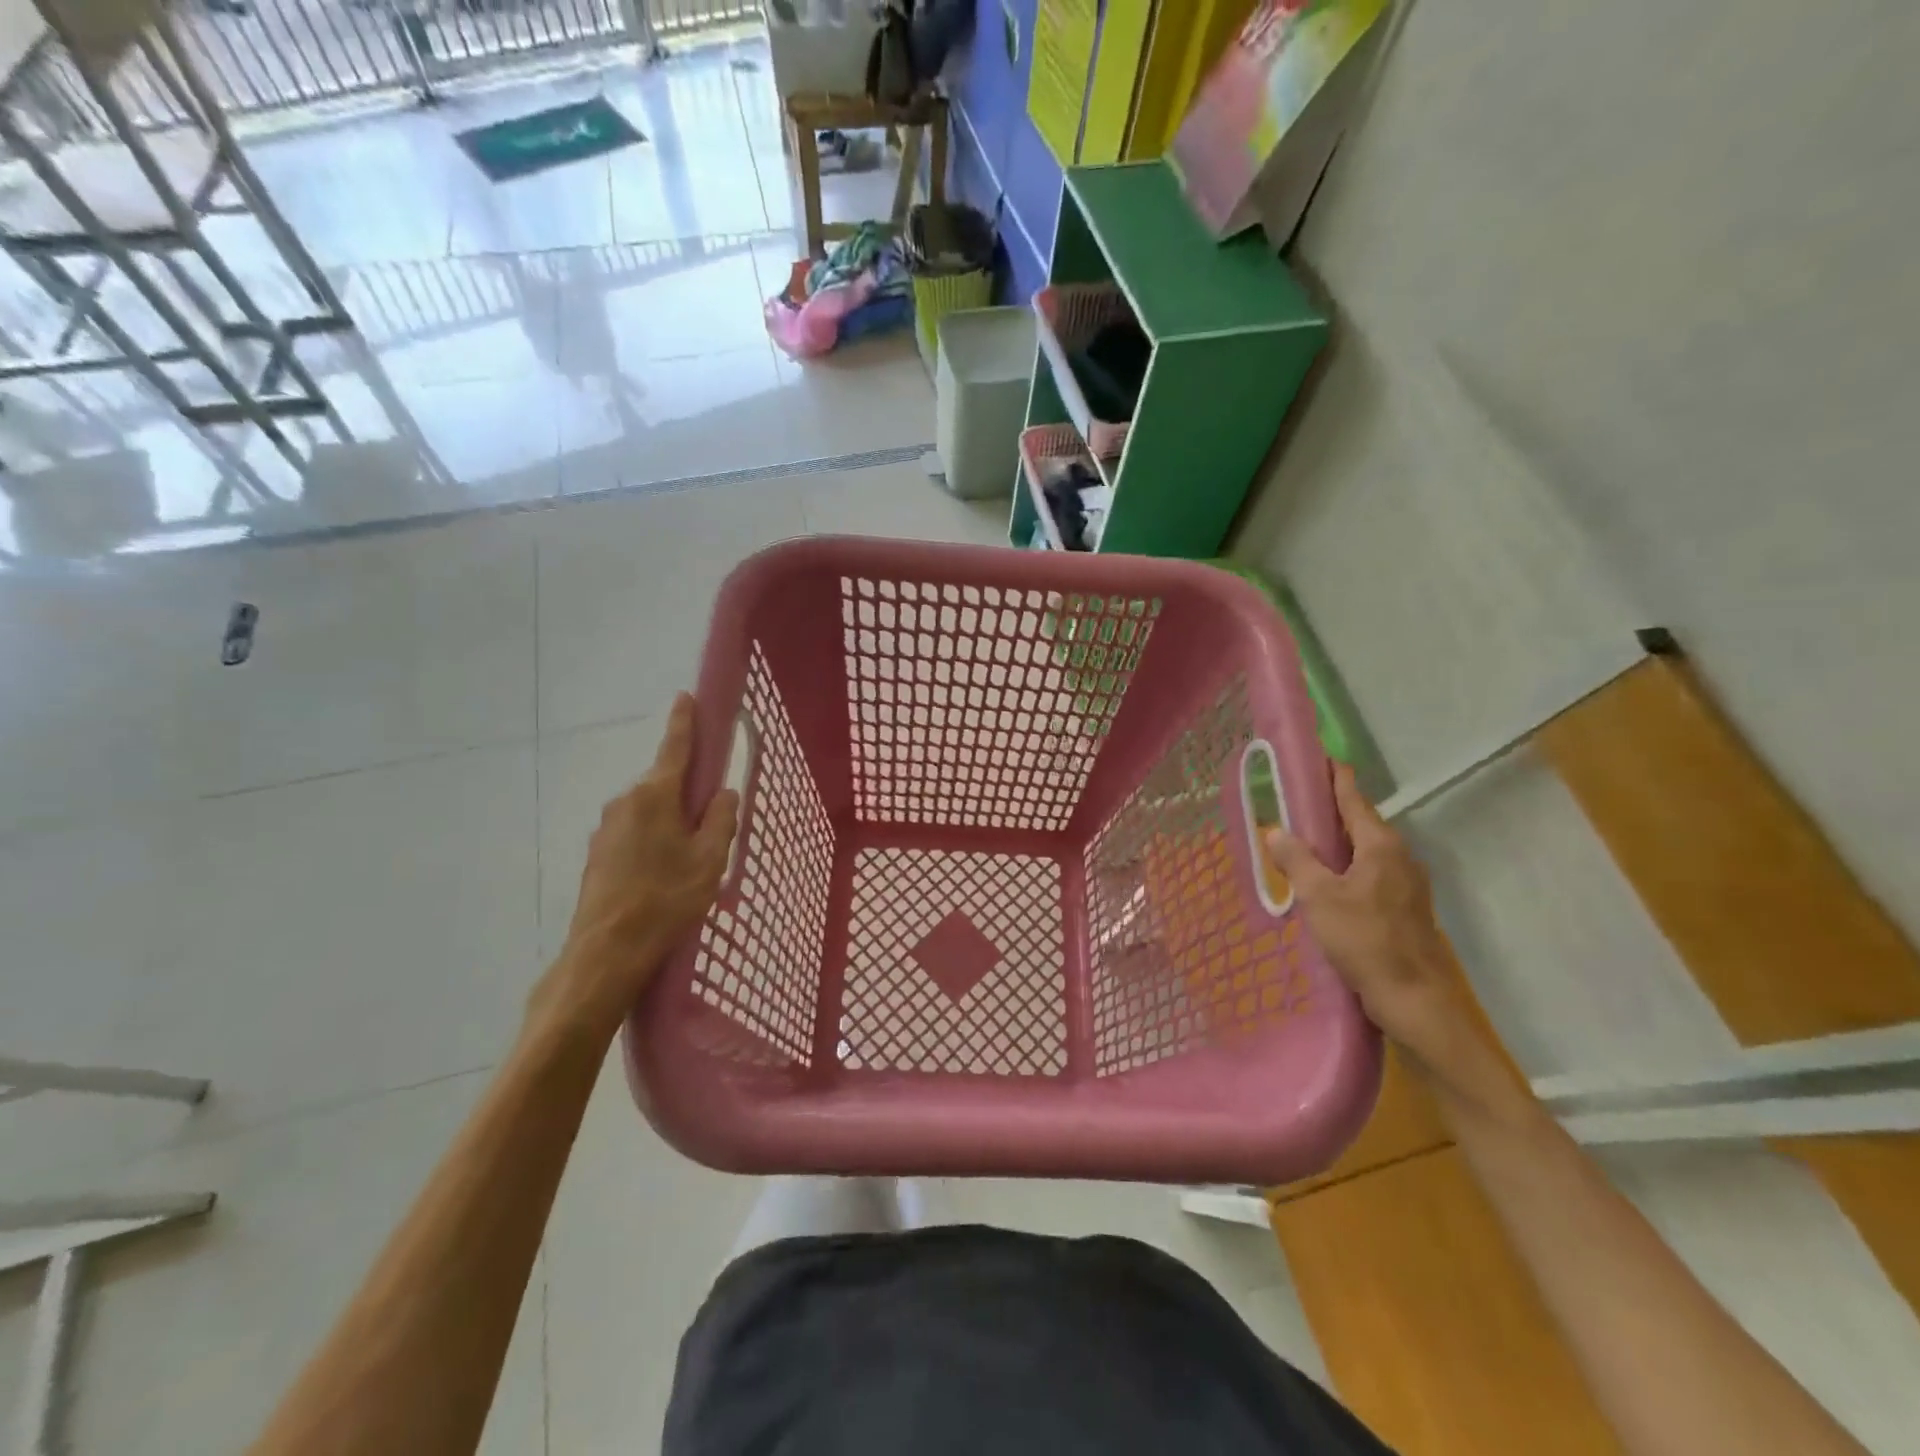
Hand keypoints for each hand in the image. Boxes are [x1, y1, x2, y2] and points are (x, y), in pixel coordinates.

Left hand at [531, 694, 738, 1042]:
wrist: (607, 952)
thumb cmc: (667, 898)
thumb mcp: (710, 858)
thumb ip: (722, 819)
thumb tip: (722, 793)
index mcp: (655, 795)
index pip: (675, 747)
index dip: (685, 722)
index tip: (686, 696)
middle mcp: (625, 802)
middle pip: (664, 784)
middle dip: (687, 792)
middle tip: (711, 823)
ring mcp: (606, 829)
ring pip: (650, 812)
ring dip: (671, 822)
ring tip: (689, 862)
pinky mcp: (598, 855)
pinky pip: (634, 834)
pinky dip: (653, 842)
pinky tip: (663, 877)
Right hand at [1264, 763, 1494, 1089]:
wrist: (1415, 999)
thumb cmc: (1366, 940)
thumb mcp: (1320, 897)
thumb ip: (1297, 860)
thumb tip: (1275, 830)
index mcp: (1380, 845)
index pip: (1353, 797)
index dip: (1333, 775)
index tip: (1318, 755)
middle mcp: (1398, 856)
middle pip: (1359, 821)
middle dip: (1328, 808)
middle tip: (1294, 798)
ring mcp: (1405, 883)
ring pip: (1363, 849)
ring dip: (1334, 840)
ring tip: (1301, 838)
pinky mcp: (1402, 907)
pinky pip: (1367, 871)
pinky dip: (1343, 865)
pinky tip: (1323, 880)